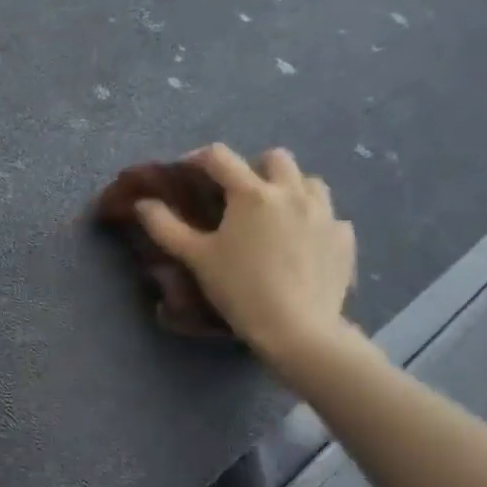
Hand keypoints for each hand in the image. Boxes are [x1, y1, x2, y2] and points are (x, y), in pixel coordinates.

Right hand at [135, 144, 357, 376]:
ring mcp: (325, 213)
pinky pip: (330, 217)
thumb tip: (143, 203)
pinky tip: (303, 242)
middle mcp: (292, 192)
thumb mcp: (196, 258)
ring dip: (291, 189)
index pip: (220, 157)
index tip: (188, 170)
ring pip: (310, 182)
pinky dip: (314, 221)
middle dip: (254, 167)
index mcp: (252, 193)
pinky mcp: (344, 238)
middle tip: (239, 195)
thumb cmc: (240, 289)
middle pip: (275, 158)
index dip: (198, 158)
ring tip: (277, 214)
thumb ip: (165, 226)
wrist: (297, 328)